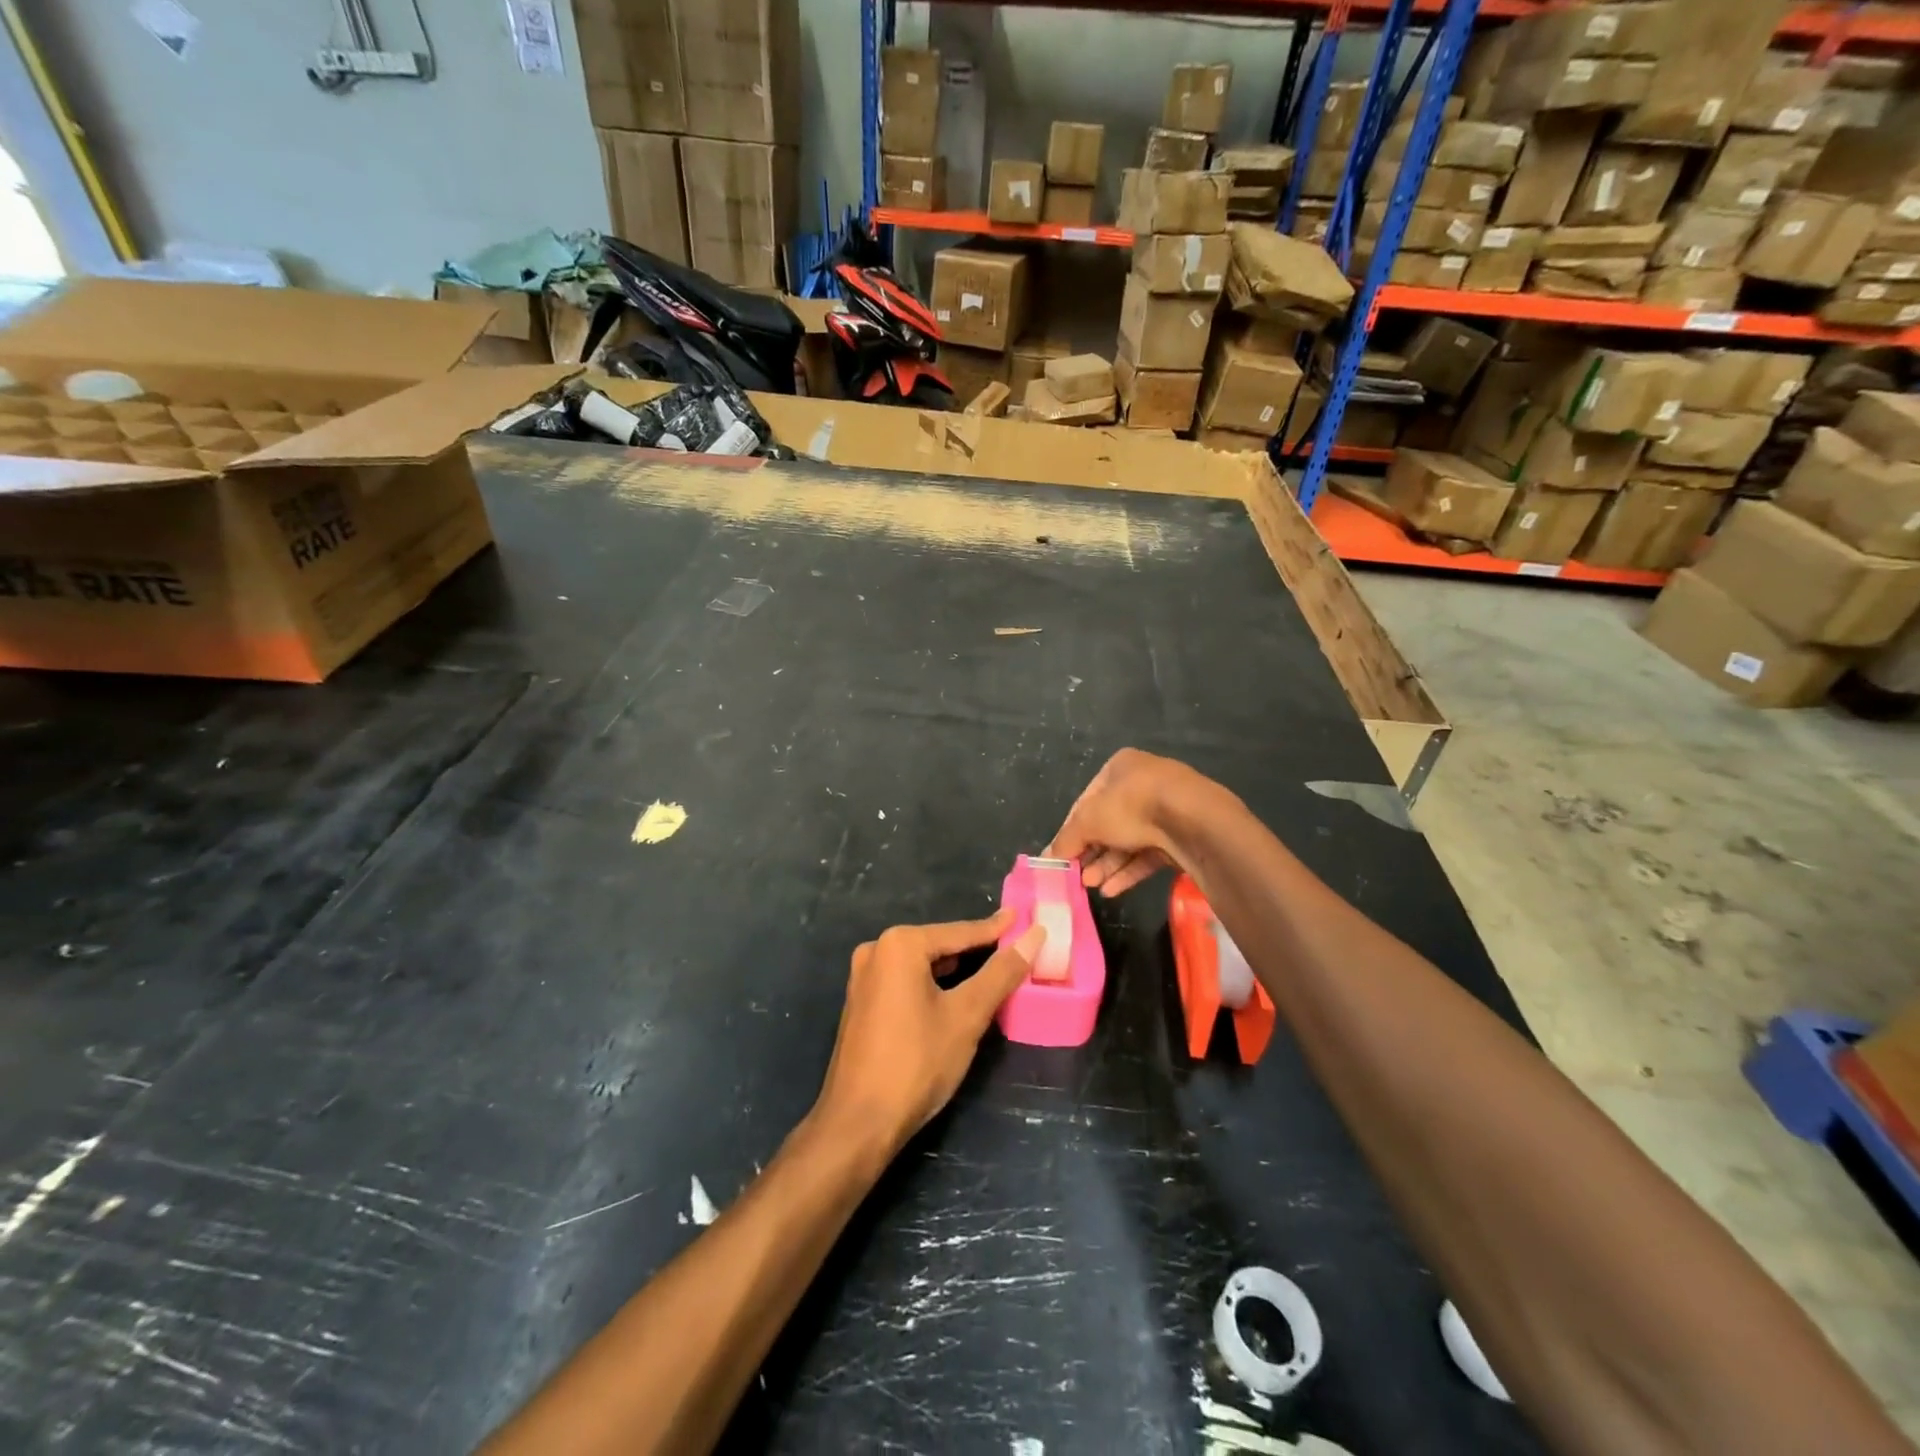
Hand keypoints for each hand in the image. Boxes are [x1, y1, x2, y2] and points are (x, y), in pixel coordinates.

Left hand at [816, 912, 1044, 1156]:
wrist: (858, 1123)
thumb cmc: (916, 1063)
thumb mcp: (966, 1016)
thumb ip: (1001, 973)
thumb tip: (1034, 936)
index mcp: (900, 944)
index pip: (960, 932)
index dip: (996, 929)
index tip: (1024, 918)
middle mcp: (876, 950)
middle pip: (939, 945)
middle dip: (976, 949)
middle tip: (1014, 947)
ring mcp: (864, 977)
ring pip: (922, 964)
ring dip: (956, 969)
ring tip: (993, 968)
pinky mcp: (861, 1002)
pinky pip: (906, 981)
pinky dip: (933, 984)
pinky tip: (955, 994)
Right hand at [1048, 748, 1217, 896]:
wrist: (1194, 821)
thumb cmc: (1133, 806)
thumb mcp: (1089, 821)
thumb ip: (1066, 839)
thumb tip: (1047, 857)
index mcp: (1120, 767)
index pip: (1087, 801)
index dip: (1071, 830)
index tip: (1061, 856)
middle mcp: (1143, 784)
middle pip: (1108, 823)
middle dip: (1091, 851)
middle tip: (1076, 876)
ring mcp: (1165, 811)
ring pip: (1128, 841)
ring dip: (1107, 865)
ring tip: (1091, 886)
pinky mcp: (1180, 837)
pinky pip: (1148, 854)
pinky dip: (1129, 871)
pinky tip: (1112, 890)